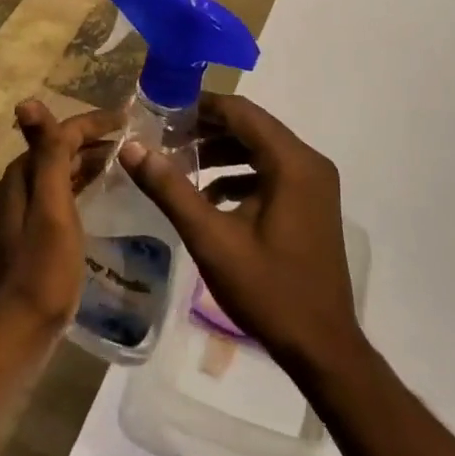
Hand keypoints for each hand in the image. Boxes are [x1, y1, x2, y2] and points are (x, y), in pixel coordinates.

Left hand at [0, 100, 123, 332]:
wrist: (14, 337)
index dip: (94, 123)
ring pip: (60, 175)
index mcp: (21, 177)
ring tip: (125, 164)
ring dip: (89, 163)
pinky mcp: (31, 238)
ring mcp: (22, 215)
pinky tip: (101, 198)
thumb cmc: (40, 272)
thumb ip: (46, 156)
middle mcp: (18, 188)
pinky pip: (61, 198)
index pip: (59, 134)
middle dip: (94, 141)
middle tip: (134, 142)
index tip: (130, 120)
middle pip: (58, 151)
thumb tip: (27, 101)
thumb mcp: (51, 209)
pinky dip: (82, 188)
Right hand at [117, 92, 362, 373]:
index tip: (161, 113)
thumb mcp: (211, 239)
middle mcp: (309, 163)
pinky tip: (208, 195)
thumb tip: (131, 147)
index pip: (240, 112)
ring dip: (221, 151)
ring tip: (179, 163)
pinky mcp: (311, 204)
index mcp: (292, 162)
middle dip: (206, 129)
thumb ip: (170, 189)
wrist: (323, 348)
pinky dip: (239, 175)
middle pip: (251, 127)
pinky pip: (271, 172)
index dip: (199, 107)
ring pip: (260, 149)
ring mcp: (314, 184)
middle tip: (164, 138)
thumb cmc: (268, 291)